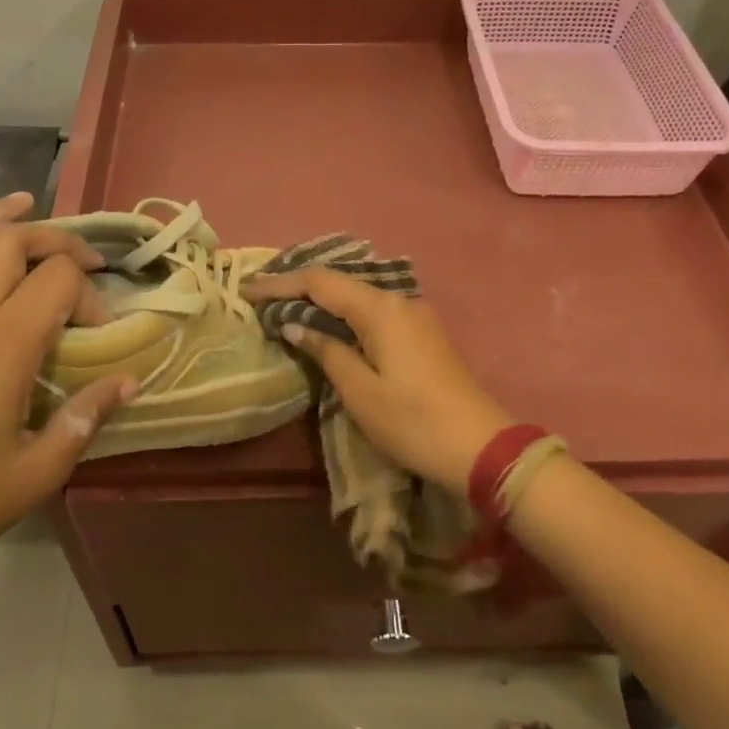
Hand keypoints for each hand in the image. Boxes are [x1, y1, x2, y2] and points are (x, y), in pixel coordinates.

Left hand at [0, 192, 134, 595]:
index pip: (57, 279)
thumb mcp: (39, 471)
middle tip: (85, 261)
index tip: (101, 334)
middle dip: (56, 239)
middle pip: (10, 242)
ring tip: (25, 204)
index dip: (91, 294)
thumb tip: (130, 380)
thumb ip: (87, 417)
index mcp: (1, 348)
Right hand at [241, 268, 512, 494]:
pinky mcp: (423, 332)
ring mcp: (415, 315)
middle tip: (264, 296)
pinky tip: (329, 325)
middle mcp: (398, 300)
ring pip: (358, 295)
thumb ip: (326, 351)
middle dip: (300, 287)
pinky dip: (345, 312)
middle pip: (340, 282)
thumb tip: (295, 325)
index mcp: (380, 309)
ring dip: (323, 299)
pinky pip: (374, 310)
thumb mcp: (359, 391)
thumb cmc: (412, 421)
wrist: (480, 446)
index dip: (281, 284)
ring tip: (288, 308)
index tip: (248, 290)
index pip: (320, 282)